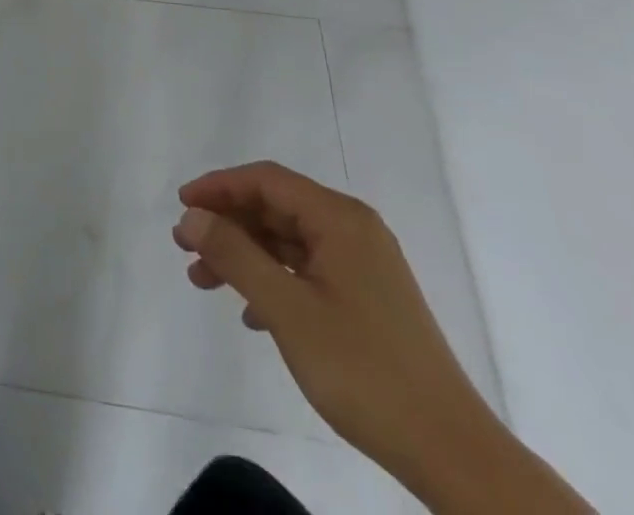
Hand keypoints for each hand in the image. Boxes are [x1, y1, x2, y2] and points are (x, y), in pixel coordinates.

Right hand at [174, 162, 594, 514]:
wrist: (452, 453)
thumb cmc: (364, 369)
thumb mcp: (287, 309)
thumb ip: (235, 255)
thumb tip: (191, 217)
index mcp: (340, 219)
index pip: (266, 180)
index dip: (218, 186)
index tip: (181, 206)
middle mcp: (353, 230)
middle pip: (276, 208)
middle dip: (227, 224)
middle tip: (185, 246)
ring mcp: (364, 265)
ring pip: (288, 242)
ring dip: (245, 256)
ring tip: (204, 282)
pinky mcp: (368, 299)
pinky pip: (307, 270)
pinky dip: (273, 281)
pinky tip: (251, 314)